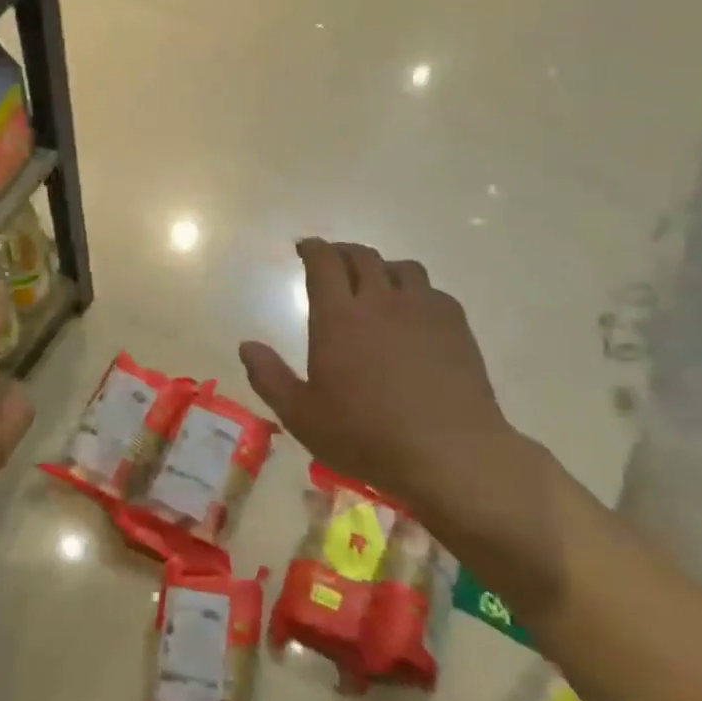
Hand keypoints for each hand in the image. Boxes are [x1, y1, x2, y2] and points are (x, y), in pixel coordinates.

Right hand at [240, 240, 575, 614]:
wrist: (448, 453)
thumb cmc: (366, 436)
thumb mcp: (302, 416)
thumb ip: (269, 377)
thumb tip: (246, 345)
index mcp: (338, 318)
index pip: (324, 262)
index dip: (313, 248)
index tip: (304, 247)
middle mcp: (380, 301)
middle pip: (362, 256)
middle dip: (343, 252)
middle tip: (333, 262)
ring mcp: (423, 310)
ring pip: (402, 268)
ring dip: (382, 268)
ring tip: (376, 284)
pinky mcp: (455, 325)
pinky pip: (432, 291)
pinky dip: (415, 292)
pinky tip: (414, 314)